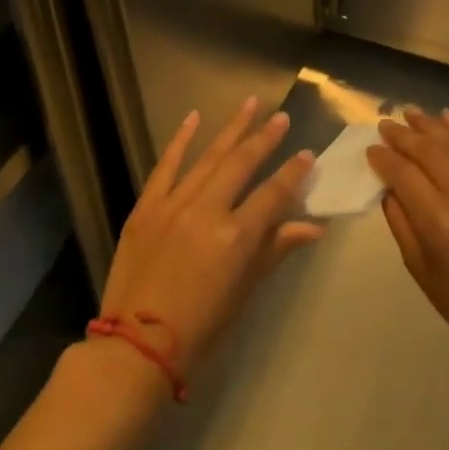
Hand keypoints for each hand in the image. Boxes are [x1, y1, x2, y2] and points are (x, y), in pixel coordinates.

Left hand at [97, 99, 323, 379]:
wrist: (135, 346)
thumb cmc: (201, 327)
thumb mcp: (245, 290)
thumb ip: (276, 249)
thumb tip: (313, 227)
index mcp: (236, 236)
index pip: (274, 193)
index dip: (293, 173)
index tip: (308, 154)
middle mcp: (207, 210)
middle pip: (242, 164)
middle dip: (265, 138)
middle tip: (282, 118)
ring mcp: (173, 205)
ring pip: (208, 157)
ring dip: (231, 128)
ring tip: (251, 103)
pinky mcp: (146, 207)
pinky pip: (166, 166)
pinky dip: (180, 140)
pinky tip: (194, 117)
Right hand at [368, 108, 448, 371]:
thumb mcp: (418, 266)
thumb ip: (399, 218)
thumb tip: (388, 181)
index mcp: (440, 222)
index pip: (403, 173)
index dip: (384, 157)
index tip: (371, 148)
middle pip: (429, 151)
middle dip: (403, 135)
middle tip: (386, 123)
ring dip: (432, 126)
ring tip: (412, 114)